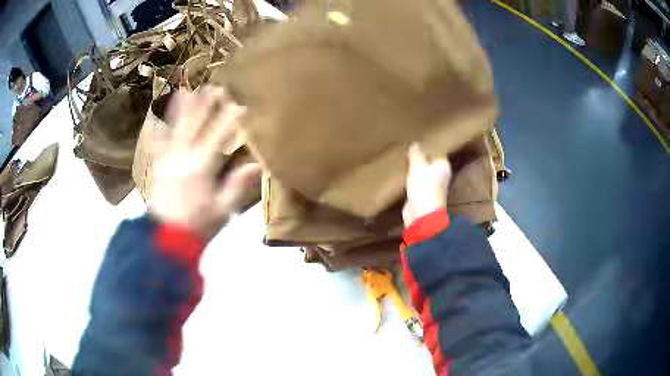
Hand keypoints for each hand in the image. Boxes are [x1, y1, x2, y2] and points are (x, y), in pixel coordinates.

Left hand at [149, 86, 260, 239]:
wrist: (166, 238)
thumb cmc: (198, 225)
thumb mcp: (222, 209)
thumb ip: (237, 185)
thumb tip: (256, 163)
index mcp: (201, 166)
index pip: (219, 135)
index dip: (230, 117)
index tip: (240, 102)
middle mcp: (183, 156)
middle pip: (196, 125)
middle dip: (206, 105)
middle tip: (214, 86)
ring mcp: (167, 159)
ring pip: (176, 128)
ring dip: (182, 109)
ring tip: (187, 90)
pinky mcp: (157, 166)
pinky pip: (158, 143)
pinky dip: (160, 128)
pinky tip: (158, 118)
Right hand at [402, 142, 451, 227]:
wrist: (421, 215)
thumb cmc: (424, 187)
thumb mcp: (418, 166)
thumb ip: (416, 153)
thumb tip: (415, 143)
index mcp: (443, 166)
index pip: (436, 151)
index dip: (427, 146)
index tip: (416, 139)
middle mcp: (440, 175)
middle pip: (428, 162)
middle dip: (419, 157)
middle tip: (406, 147)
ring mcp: (431, 186)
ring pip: (421, 173)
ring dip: (413, 168)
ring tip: (402, 158)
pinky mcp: (421, 195)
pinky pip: (415, 183)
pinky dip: (409, 179)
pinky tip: (400, 173)